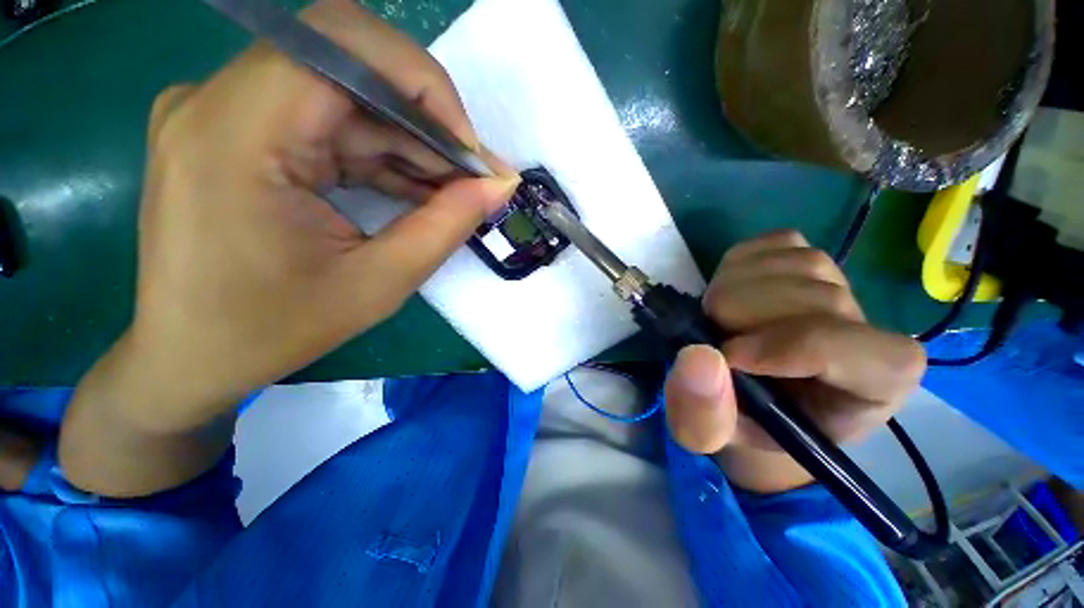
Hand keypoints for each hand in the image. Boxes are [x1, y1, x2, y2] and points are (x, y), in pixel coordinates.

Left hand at [60, 0, 515, 495]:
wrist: (189, 362)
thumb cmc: (271, 333)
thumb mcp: (375, 280)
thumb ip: (441, 221)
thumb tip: (493, 183)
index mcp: (239, 129)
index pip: (344, 52)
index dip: (423, 86)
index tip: (475, 140)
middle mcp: (227, 99)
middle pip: (347, 59)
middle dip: (425, 108)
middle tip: (473, 162)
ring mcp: (231, 112)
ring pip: (346, 94)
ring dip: (411, 140)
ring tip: (453, 186)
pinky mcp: (244, 133)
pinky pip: (334, 121)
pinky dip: (386, 151)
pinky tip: (413, 187)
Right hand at [663, 231, 925, 492]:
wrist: (751, 395)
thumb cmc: (741, 422)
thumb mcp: (710, 436)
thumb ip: (704, 415)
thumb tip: (698, 357)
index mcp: (870, 389)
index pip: (858, 352)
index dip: (786, 348)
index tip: (729, 358)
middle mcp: (869, 330)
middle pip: (815, 297)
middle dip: (741, 315)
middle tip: (710, 339)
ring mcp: (841, 286)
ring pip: (796, 263)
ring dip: (735, 289)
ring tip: (719, 319)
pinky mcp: (808, 259)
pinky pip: (777, 243)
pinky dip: (741, 263)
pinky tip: (734, 291)